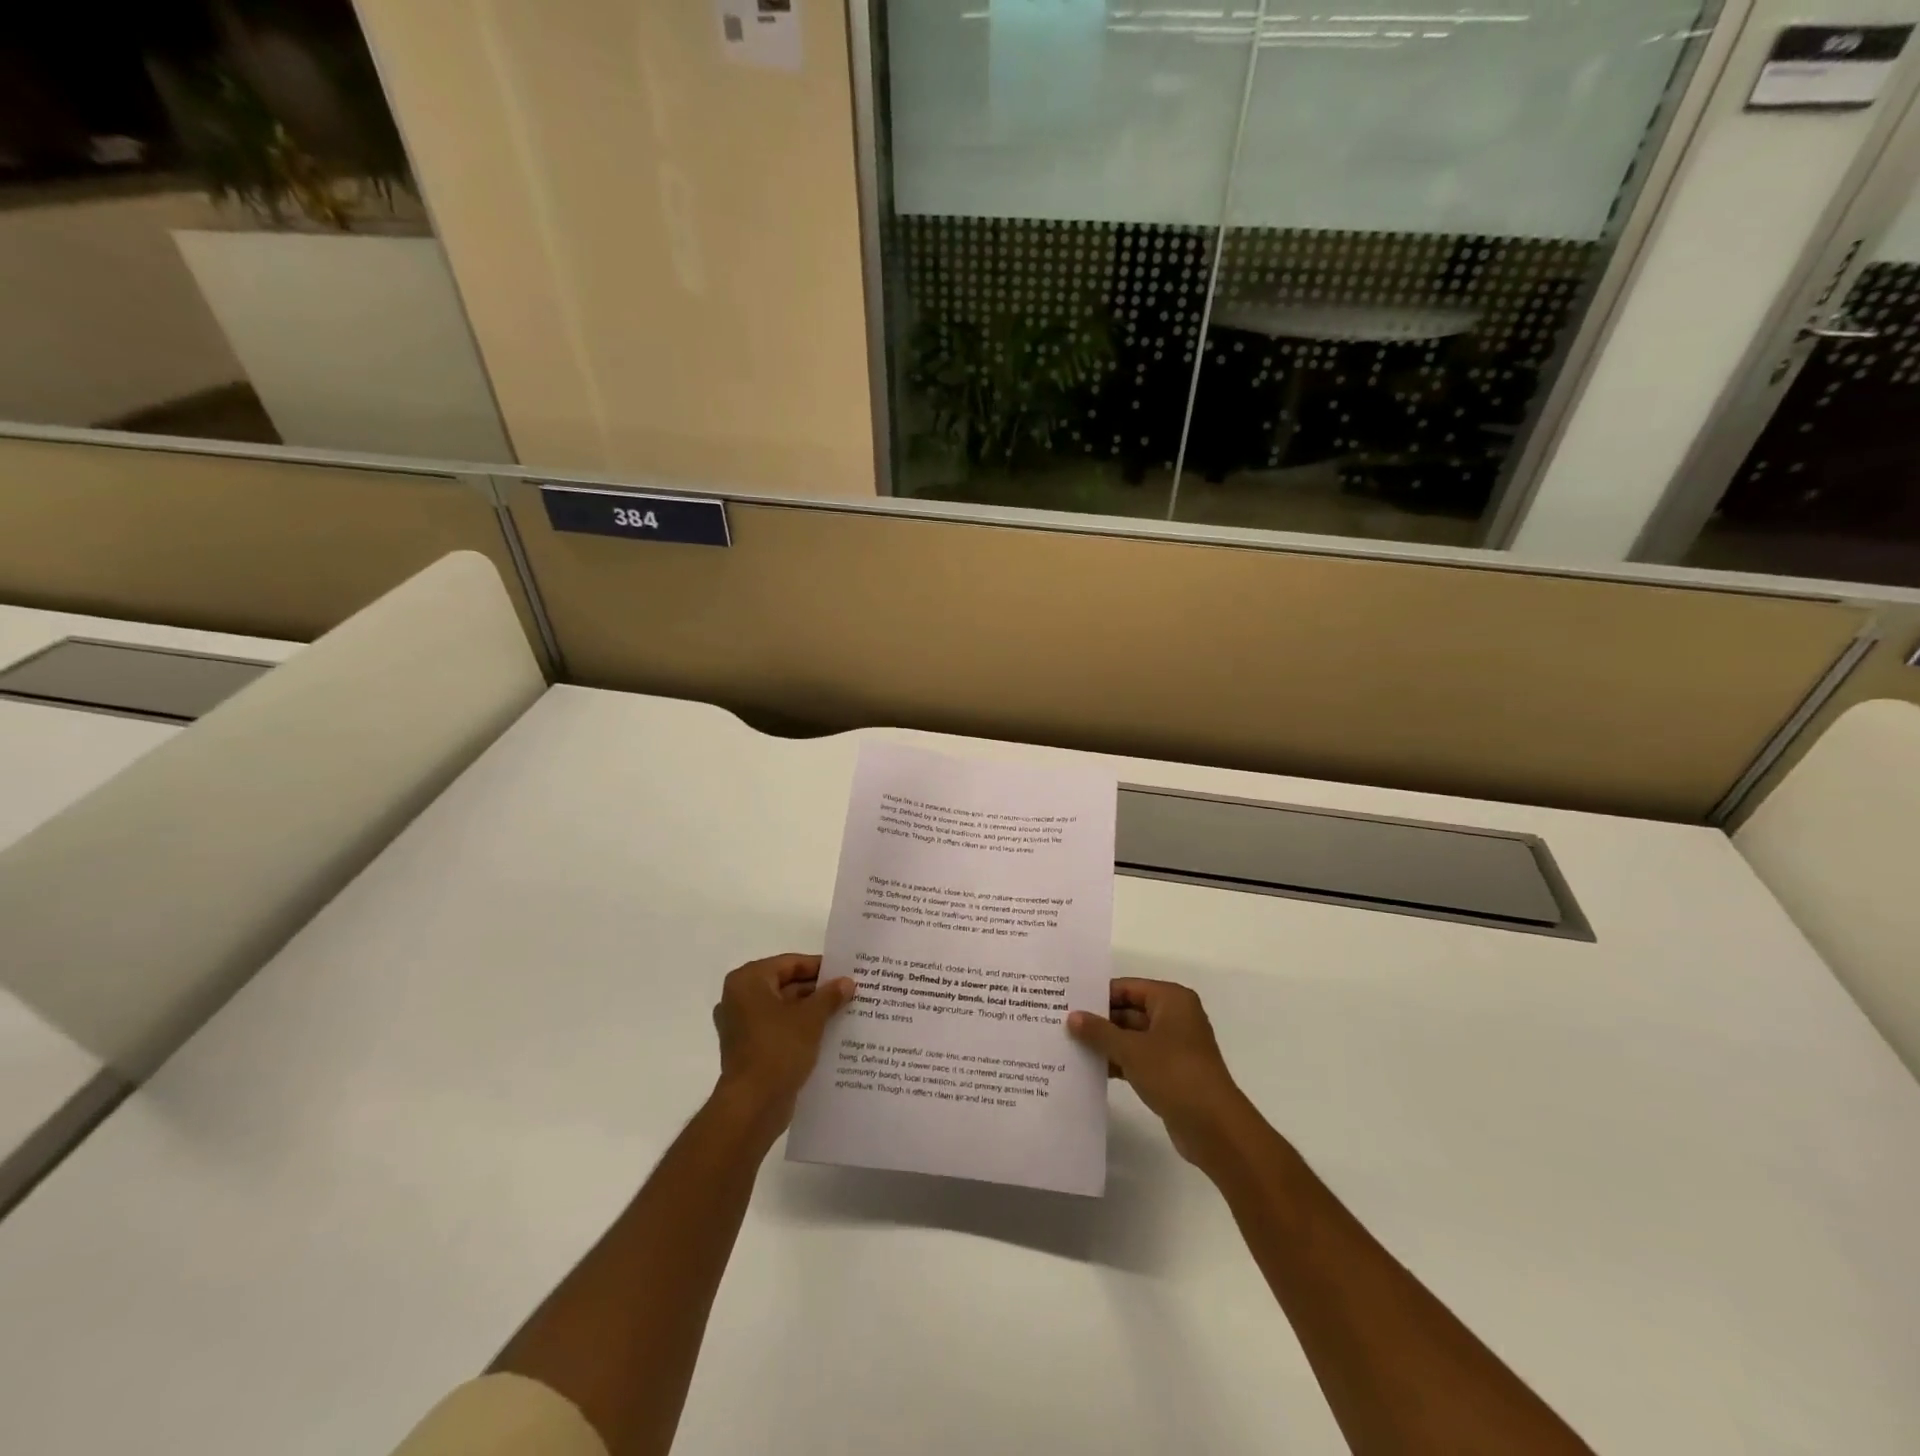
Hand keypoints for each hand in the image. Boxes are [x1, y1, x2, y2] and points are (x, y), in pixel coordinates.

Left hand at [711, 954, 853, 1136]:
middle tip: (848, 993)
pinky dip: (798, 1029)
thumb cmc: (778, 1049)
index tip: (845, 972)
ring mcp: (741, 1026)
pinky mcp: (748, 1049)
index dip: (819, 967)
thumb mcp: (811, 1018)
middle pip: (785, 985)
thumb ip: (829, 995)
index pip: (789, 963)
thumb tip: (847, 982)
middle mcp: (739, 998)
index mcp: (748, 981)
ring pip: (783, 1009)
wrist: (753, 1106)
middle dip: (816, 991)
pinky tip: (827, 1034)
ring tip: (843, 1012)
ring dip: (810, 1011)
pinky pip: (777, 1029)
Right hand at [1068, 978, 1249, 1165]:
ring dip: (1106, 1043)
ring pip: (1132, 1036)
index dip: (1098, 995)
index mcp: (1171, 999)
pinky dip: (1118, 1061)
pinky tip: (1091, 1069)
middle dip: (1099, 1021)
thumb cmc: (1174, 1074)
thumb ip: (1099, 1032)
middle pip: (1129, 1011)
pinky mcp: (1171, 1072)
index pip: (1127, 987)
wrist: (1214, 1127)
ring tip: (1070, 1046)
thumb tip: (1072, 1017)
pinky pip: (1138, 1058)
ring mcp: (1174, 1046)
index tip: (1067, 1003)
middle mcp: (1175, 1017)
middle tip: (1063, 1025)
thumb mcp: (1131, 1050)